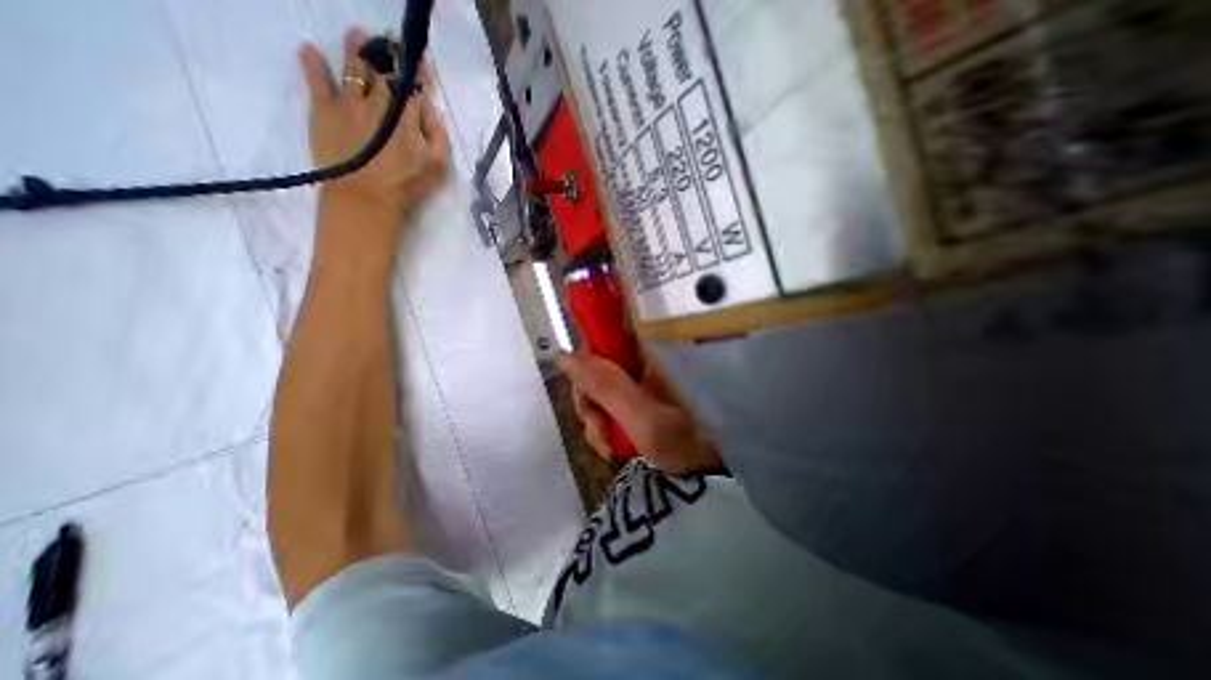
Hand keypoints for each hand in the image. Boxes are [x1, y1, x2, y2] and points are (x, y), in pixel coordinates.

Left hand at [296, 28, 447, 223]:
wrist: (365, 197)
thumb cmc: (406, 184)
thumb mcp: (436, 166)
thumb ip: (437, 136)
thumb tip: (431, 110)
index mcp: (406, 114)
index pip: (414, 84)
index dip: (417, 70)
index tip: (419, 58)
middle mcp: (377, 100)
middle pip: (383, 70)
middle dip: (388, 54)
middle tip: (388, 42)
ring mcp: (348, 102)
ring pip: (352, 67)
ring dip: (356, 48)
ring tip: (357, 34)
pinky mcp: (323, 109)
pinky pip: (316, 79)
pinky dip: (312, 62)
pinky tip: (310, 50)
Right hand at [556, 354, 722, 475]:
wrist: (704, 474)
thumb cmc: (682, 443)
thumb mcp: (642, 417)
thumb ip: (604, 386)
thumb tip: (562, 355)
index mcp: (645, 357)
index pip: (600, 341)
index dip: (584, 367)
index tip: (586, 398)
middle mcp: (638, 364)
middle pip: (593, 369)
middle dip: (589, 403)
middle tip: (600, 432)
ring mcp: (636, 384)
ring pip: (596, 390)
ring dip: (594, 420)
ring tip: (609, 446)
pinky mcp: (634, 402)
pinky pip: (605, 406)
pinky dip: (602, 427)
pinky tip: (611, 446)